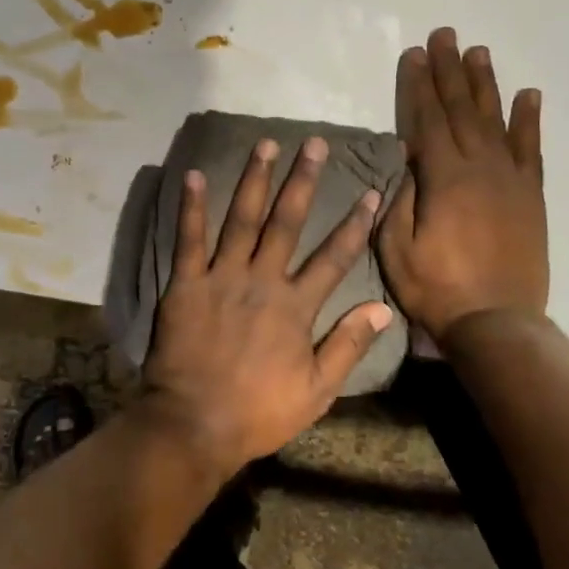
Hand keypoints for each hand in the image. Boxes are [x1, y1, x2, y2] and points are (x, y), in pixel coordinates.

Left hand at [139, 137, 391, 477]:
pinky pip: (188, 239)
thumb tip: (382, 308)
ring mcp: (222, 277)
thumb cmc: (258, 411)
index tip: (370, 191)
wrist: (194, 424)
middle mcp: (262, 280)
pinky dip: (190, 206)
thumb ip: (348, 345)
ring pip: (242, 219)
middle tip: (314, 143)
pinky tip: (192, 174)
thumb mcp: (316, 390)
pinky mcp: (186, 283)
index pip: (334, 257)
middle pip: (288, 222)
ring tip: (265, 144)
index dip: (355, 223)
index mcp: (296, 306)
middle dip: (303, 180)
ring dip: (255, 179)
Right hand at [377, 27, 548, 342]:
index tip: (416, 54)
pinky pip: (531, 149)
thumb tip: (406, 159)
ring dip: (485, 84)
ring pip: (496, 120)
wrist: (498, 321)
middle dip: (450, 70)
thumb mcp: (397, 248)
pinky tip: (528, 95)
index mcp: (445, 178)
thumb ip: (399, 199)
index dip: (420, 85)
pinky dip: (529, 120)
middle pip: (461, 109)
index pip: (428, 120)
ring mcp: (510, 179)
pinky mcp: (530, 195)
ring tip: (479, 51)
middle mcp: (480, 167)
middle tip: (444, 35)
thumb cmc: (436, 287)